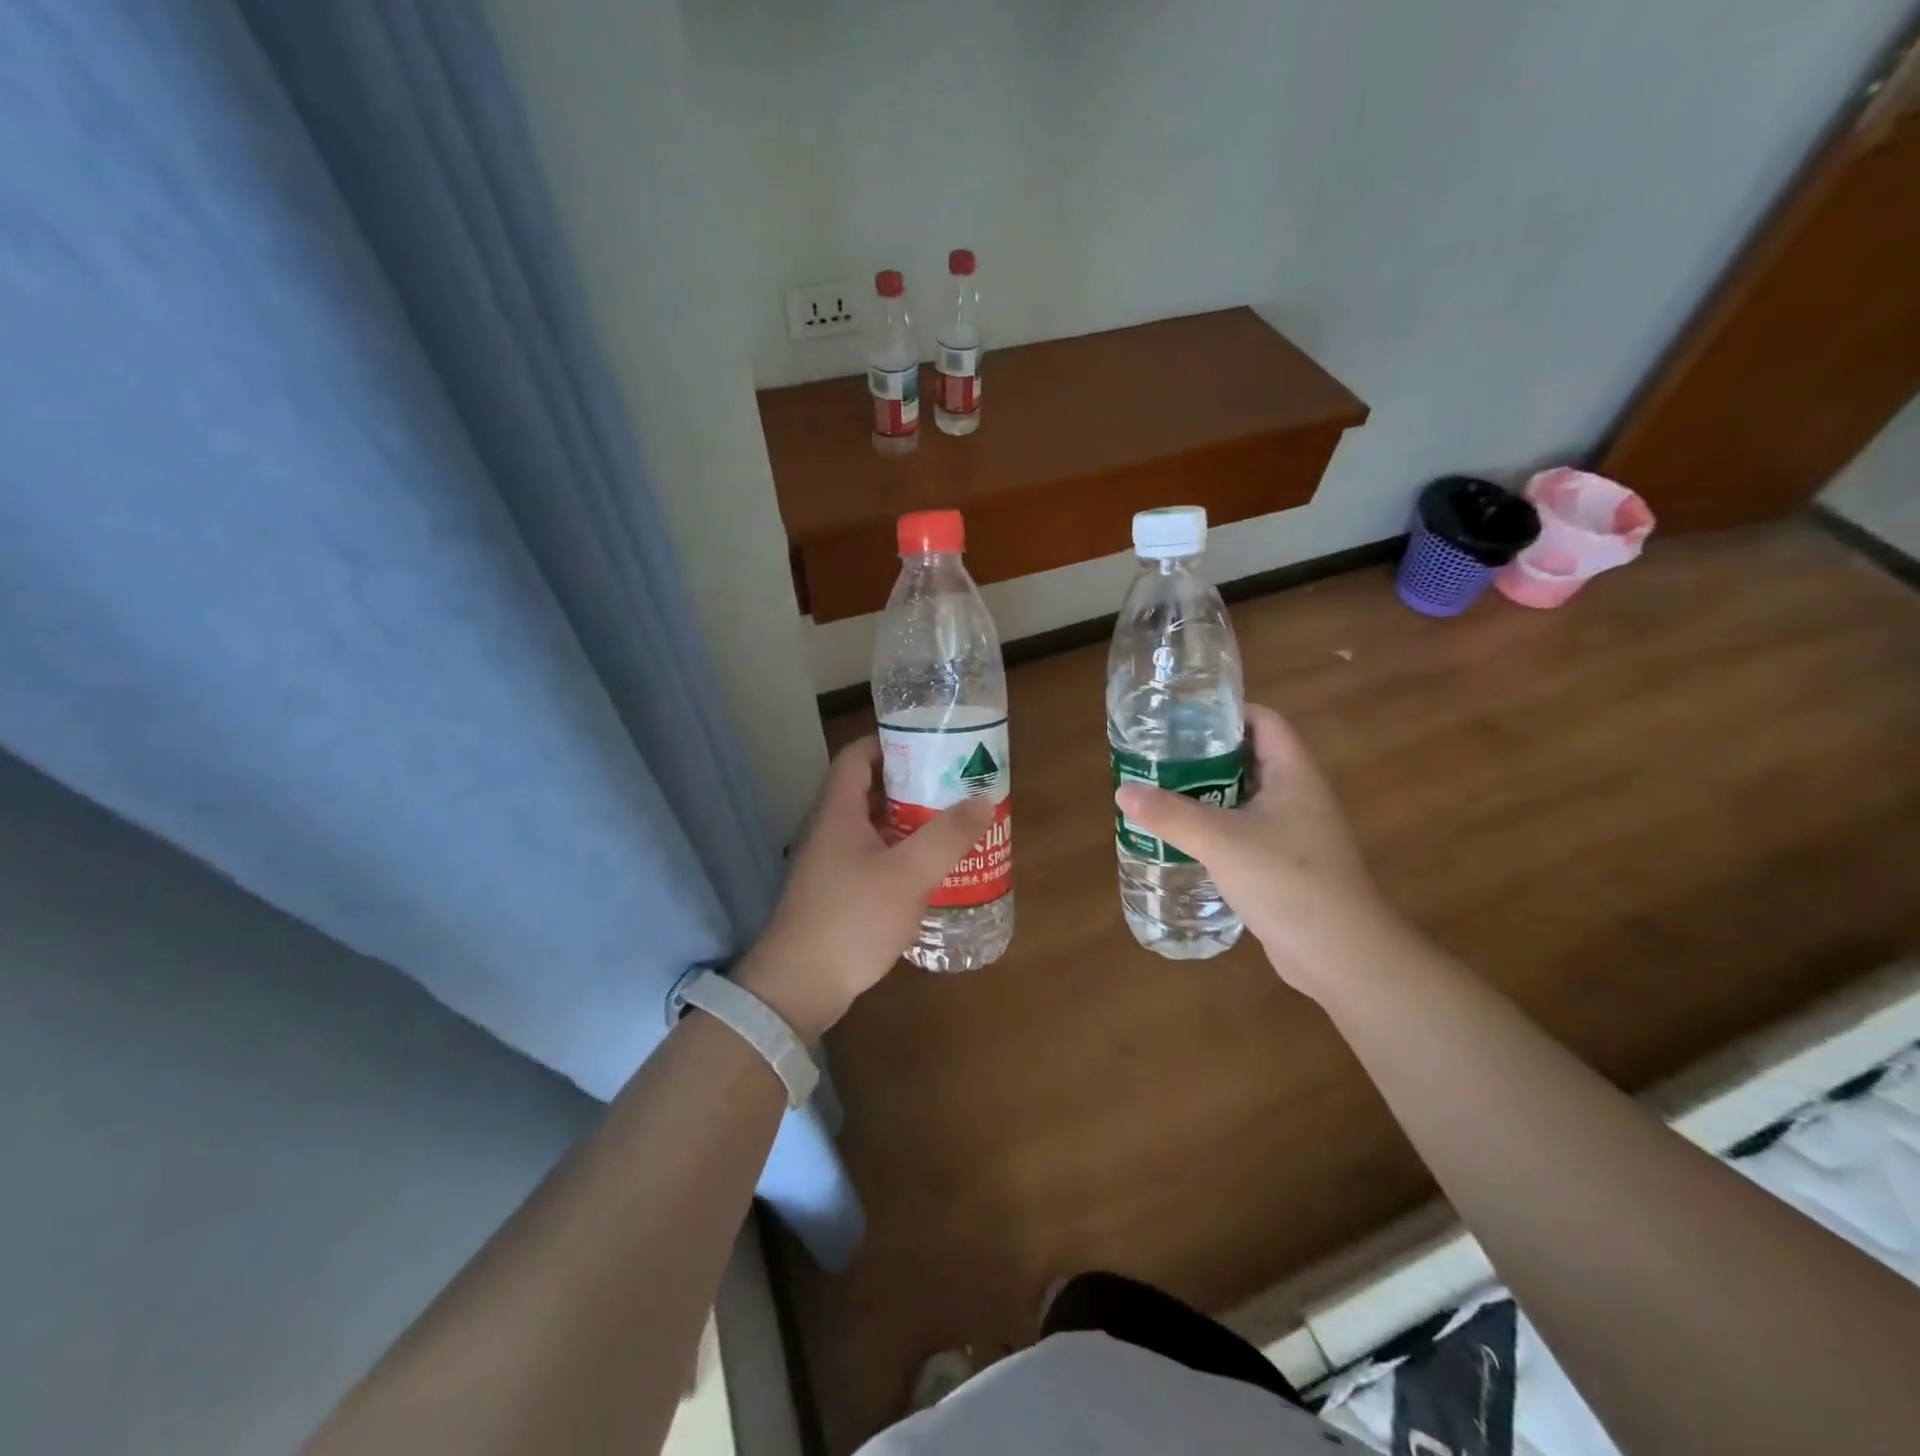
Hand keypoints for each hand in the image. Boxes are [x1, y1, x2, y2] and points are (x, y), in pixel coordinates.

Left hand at [736, 737, 992, 1041]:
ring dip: (909, 821)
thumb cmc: (852, 919)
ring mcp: (830, 863)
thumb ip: (947, 836)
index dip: (890, 741)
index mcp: (839, 811)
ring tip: (951, 823)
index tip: (929, 744)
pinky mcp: (836, 892)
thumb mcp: (908, 874)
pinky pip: (872, 857)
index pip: (857, 755)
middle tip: (953, 785)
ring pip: (873, 826)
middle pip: (869, 790)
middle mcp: (830, 830)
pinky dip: (900, 853)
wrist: (799, 986)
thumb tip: (982, 800)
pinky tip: (929, 870)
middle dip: (911, 784)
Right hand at [1113, 704, 1402, 997]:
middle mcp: (1299, 796)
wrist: (1339, 953)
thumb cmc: (1286, 879)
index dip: (1226, 713)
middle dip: (1206, 756)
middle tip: (1160, 758)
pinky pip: (1247, 833)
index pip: (1264, 722)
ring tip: (1162, 794)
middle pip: (1250, 758)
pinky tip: (1185, 840)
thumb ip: (1170, 814)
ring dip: (1208, 795)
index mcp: (1294, 774)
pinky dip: (1217, 829)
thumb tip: (1124, 791)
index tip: (1182, 719)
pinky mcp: (1286, 864)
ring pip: (1246, 799)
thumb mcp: (1220, 840)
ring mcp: (1295, 832)